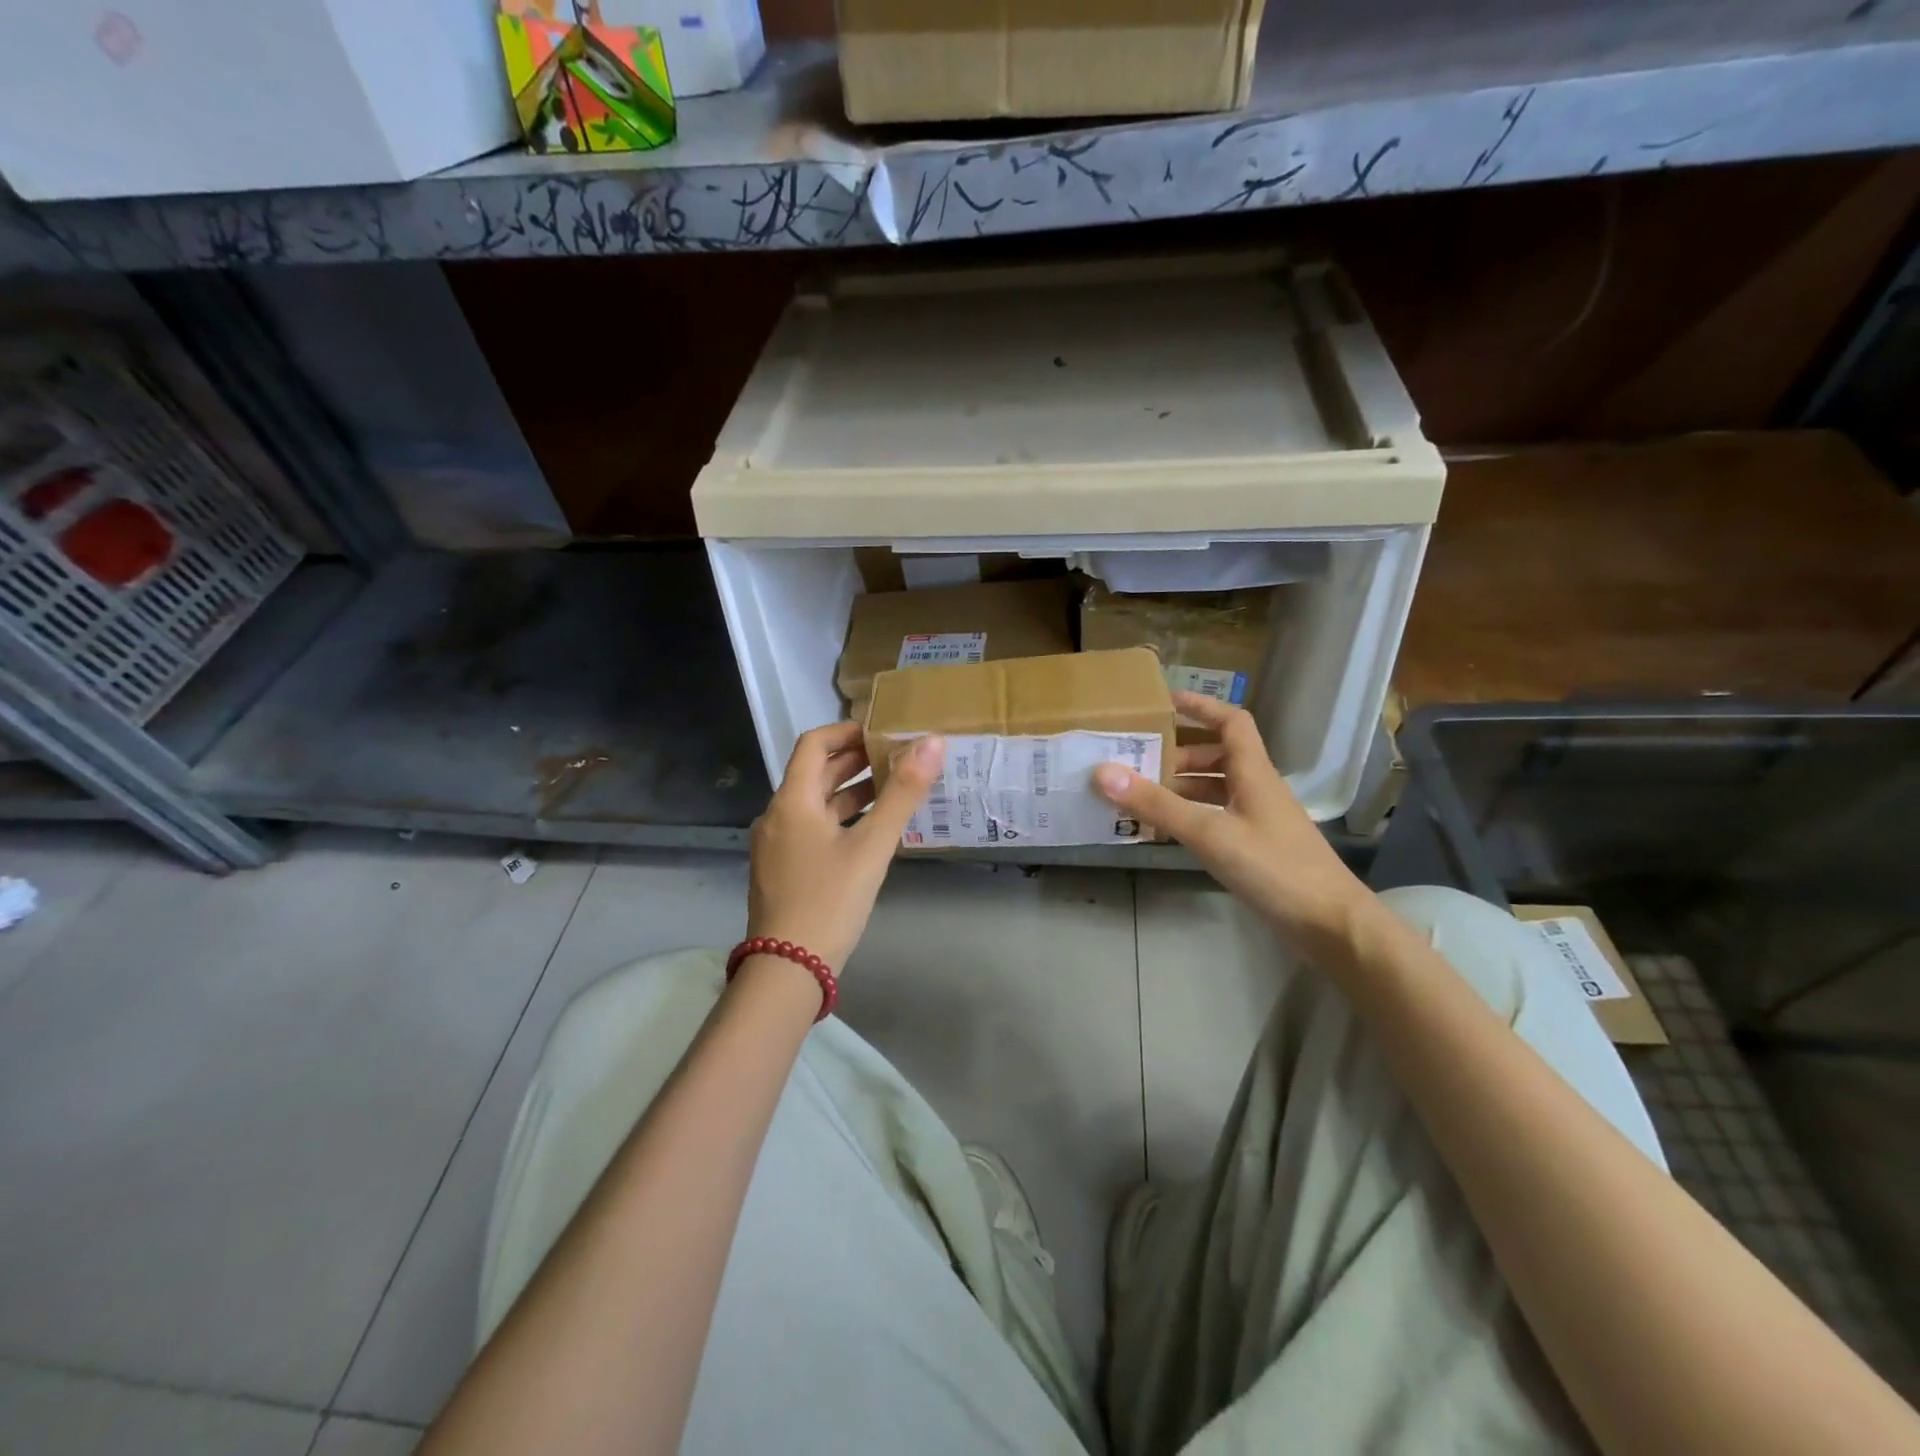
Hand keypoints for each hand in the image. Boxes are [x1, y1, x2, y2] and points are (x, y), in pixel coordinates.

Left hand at [746, 722, 944, 973]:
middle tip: (896, 756)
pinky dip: (840, 819)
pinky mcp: (782, 869)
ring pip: (815, 803)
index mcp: (792, 801)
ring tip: (892, 789)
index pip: (814, 743)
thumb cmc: (830, 900)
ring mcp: (777, 845)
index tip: (883, 733)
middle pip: (815, 773)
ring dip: (850, 791)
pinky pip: (812, 828)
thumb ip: (902, 793)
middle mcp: (777, 815)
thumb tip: (932, 743)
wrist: (788, 969)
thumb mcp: (873, 845)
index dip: (847, 731)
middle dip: (854, 761)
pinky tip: (870, 831)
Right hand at [1094, 693, 1366, 944]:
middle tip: (1136, 760)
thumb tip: (1102, 772)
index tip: (1163, 703)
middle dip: (1177, 753)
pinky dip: (1190, 815)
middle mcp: (1257, 788)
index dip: (1200, 707)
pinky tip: (1165, 830)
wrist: (1329, 924)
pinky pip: (1216, 817)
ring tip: (1140, 794)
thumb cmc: (1274, 868)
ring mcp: (1258, 819)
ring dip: (1181, 786)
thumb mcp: (1209, 833)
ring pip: (1215, 788)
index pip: (1231, 722)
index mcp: (1253, 772)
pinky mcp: (1256, 847)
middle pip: (1217, 755)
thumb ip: (1157, 804)